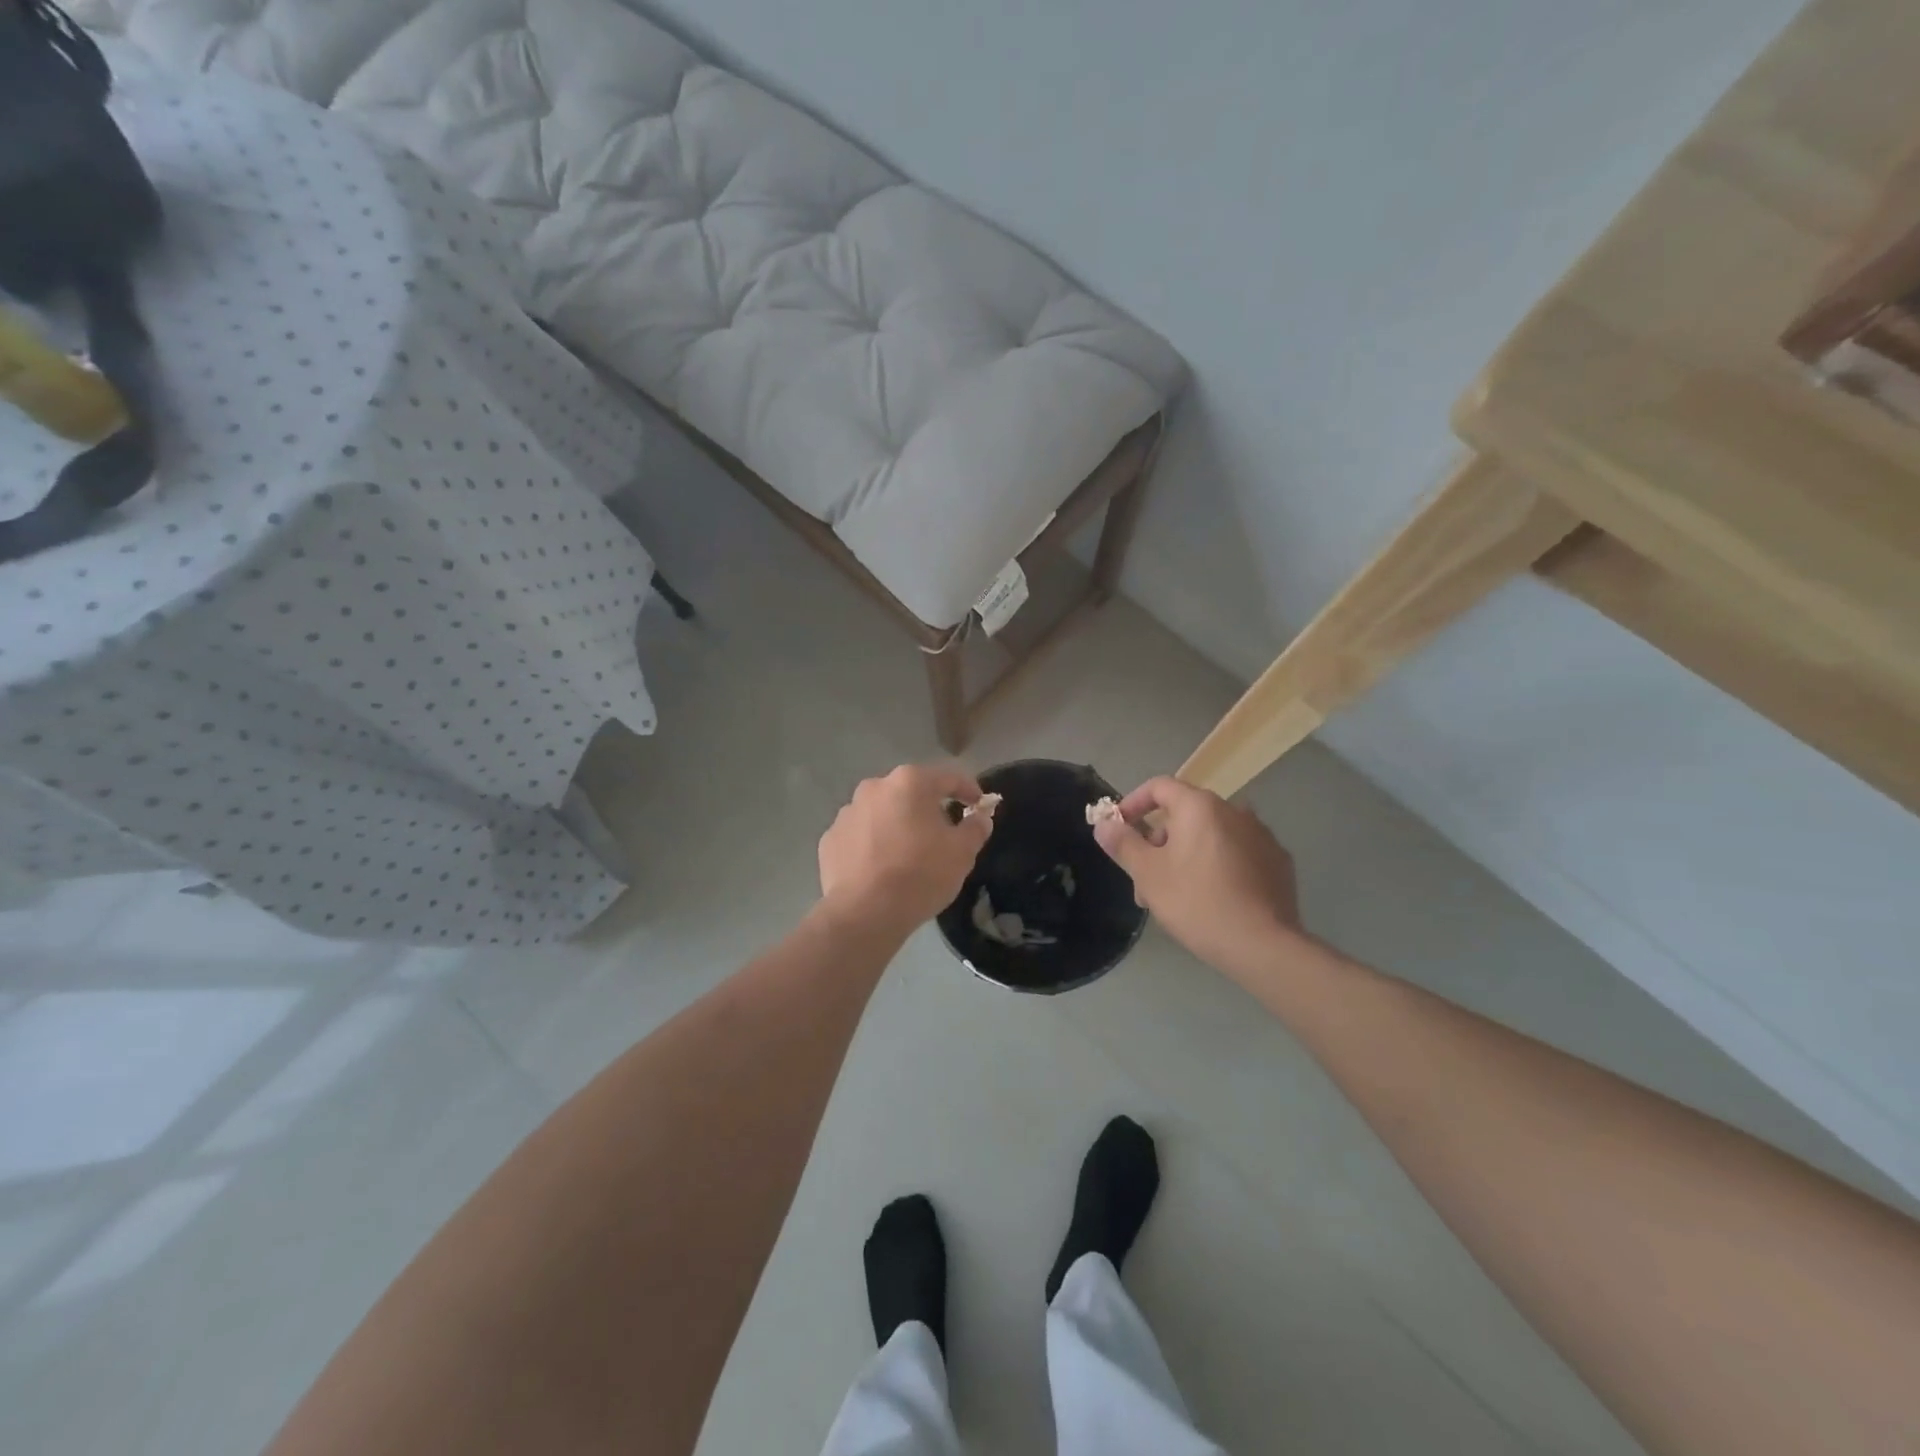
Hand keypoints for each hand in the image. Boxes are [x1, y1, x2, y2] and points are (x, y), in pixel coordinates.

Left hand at [818, 764, 992, 936]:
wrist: (865, 913)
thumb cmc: (920, 874)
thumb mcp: (962, 852)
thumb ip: (975, 828)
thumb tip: (980, 817)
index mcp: (910, 782)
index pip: (949, 777)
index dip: (968, 789)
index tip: (979, 805)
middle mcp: (875, 787)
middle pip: (911, 792)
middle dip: (928, 808)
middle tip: (943, 833)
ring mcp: (847, 812)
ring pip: (882, 812)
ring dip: (897, 825)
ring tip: (908, 854)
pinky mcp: (830, 839)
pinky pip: (860, 835)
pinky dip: (872, 844)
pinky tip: (881, 868)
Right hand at [1092, 776, 1301, 976]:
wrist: (1263, 945)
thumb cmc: (1196, 902)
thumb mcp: (1148, 874)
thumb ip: (1123, 843)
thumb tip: (1104, 824)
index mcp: (1200, 806)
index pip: (1159, 786)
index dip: (1133, 803)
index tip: (1119, 829)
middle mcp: (1234, 810)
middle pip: (1184, 815)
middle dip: (1158, 843)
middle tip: (1144, 880)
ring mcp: (1261, 835)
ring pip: (1210, 836)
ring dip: (1186, 856)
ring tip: (1175, 895)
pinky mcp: (1278, 861)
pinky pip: (1236, 853)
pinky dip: (1217, 866)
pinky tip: (1212, 898)